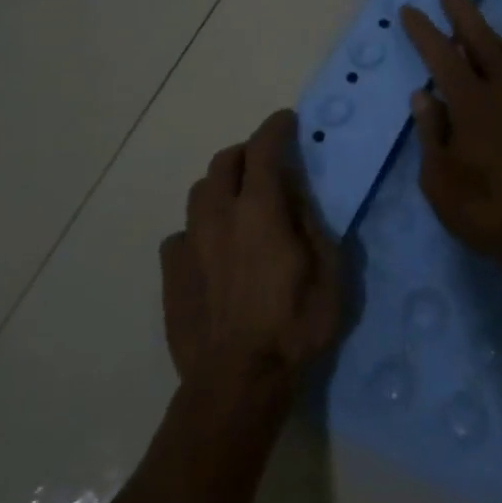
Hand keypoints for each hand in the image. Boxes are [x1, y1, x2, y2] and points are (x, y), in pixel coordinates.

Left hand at [159, 110, 342, 393]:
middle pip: (223, 163)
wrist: (238, 381)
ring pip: (198, 193)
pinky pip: (181, 234)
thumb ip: (313, 225)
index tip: (286, 121)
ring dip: (221, 186)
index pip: (263, 150)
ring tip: (239, 202)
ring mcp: (189, 244)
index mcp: (260, 211)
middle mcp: (218, 217)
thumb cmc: (295, 327)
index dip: (274, 129)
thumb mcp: (330, 273)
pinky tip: (211, 249)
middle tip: (266, 162)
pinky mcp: (171, 273)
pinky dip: (200, 228)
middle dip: (246, 152)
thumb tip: (297, 196)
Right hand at [400, 0, 501, 278]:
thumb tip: (423, 96)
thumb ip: (432, 134)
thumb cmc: (490, 211)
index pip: (441, 56)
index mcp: (472, 104)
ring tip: (479, 31)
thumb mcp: (441, 182)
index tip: (410, 9)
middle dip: (462, 12)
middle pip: (482, 40)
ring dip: (493, 37)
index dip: (423, 31)